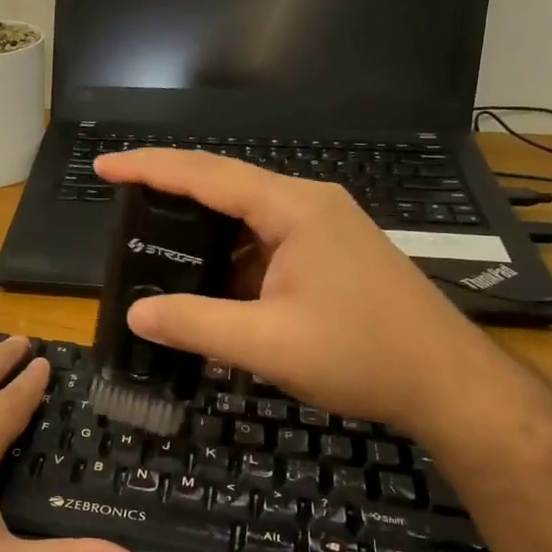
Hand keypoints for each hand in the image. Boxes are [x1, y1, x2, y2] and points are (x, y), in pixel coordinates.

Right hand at [94, 149, 507, 435]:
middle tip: (123, 212)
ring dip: (204, 237)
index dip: (150, 168)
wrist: (447, 384)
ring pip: (247, 222)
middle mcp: (310, 206)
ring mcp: (325, 231)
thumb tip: (136, 313)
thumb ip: (195, 324)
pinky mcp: (332, 257)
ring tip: (155, 253)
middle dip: (172, 197)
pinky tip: (209, 289)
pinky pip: (267, 247)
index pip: (207, 174)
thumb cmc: (362, 355)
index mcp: (294, 208)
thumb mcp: (267, 343)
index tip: (105, 167)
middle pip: (226, 189)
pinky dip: (232, 263)